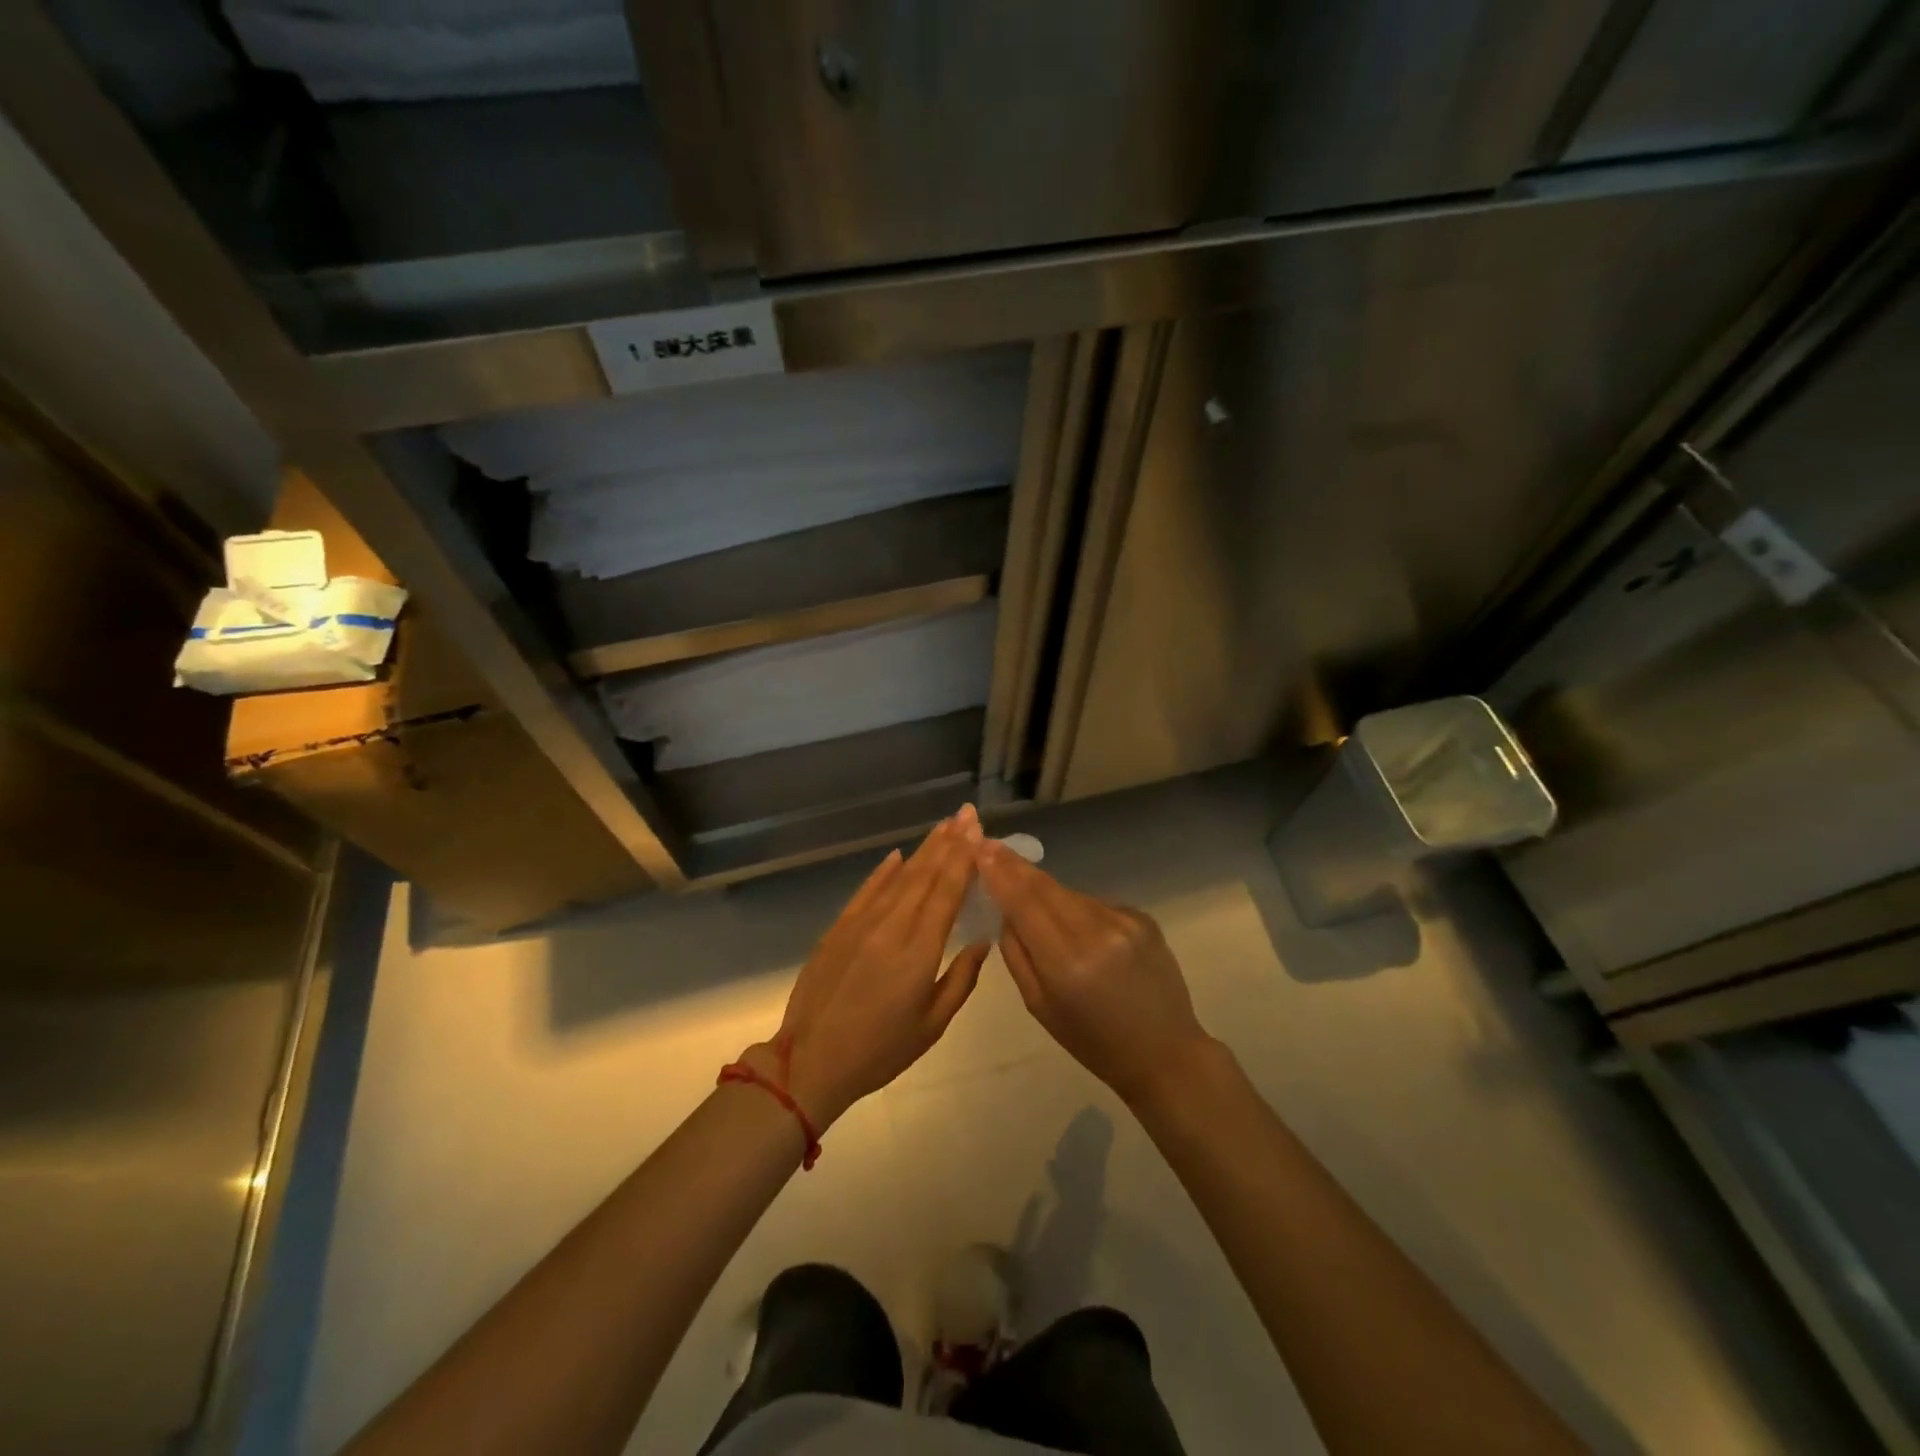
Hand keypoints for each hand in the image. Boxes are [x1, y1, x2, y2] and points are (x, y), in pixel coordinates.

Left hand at [754, 807, 989, 1128]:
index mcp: (919, 951)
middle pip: (925, 875)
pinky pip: (866, 890)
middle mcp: (892, 926)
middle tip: (966, 813)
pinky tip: (897, 854)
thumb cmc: (879, 1051)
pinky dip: (883, 870)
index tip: (977, 830)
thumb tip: (982, 941)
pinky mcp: (838, 928)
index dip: (964, 858)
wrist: (810, 1061)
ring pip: (898, 877)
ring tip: (943, 826)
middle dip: (949, 842)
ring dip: (922, 850)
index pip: (947, 892)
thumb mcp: (931, 1026)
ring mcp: (861, 923)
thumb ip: (961, 980)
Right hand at [975, 841, 1212, 1106]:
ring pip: (1070, 893)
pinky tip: (1082, 932)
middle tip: (992, 847)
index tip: (981, 848)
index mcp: (1066, 963)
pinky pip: (1095, 904)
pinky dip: (1079, 910)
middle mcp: (1096, 933)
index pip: (1024, 903)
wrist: (1164, 1051)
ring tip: (1034, 902)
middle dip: (1016, 867)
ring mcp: (1125, 921)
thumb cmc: (1092, 1041)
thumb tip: (1005, 911)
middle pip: (1046, 887)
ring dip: (1047, 892)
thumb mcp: (1039, 1006)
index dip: (1001, 873)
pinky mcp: (1143, 917)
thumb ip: (1017, 954)